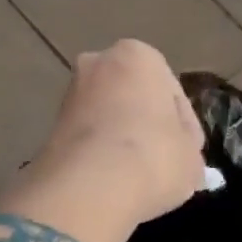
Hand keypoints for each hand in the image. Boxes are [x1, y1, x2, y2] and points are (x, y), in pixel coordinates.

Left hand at [0, 40, 205, 241]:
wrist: (91, 186)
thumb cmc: (154, 156)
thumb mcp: (191, 157)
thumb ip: (188, 152)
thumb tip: (184, 161)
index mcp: (139, 55)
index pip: (172, 92)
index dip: (185, 126)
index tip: (188, 153)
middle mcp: (98, 63)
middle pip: (134, 97)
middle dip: (146, 124)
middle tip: (163, 161)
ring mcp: (70, 94)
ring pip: (108, 117)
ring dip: (122, 140)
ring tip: (138, 175)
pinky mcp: (50, 127)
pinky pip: (88, 138)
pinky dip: (99, 155)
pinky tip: (113, 181)